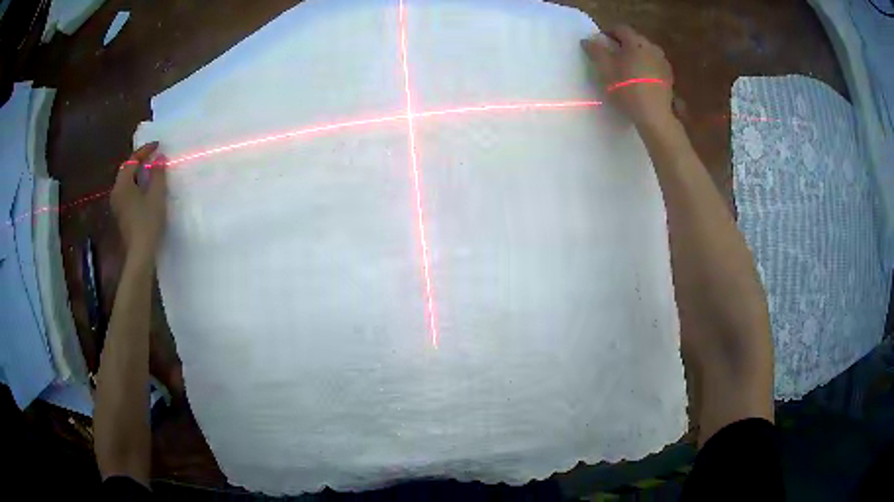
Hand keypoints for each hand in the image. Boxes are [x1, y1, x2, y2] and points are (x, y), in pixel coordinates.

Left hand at [111, 142, 167, 264]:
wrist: (140, 253)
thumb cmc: (148, 222)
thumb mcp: (156, 195)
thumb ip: (157, 174)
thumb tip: (159, 157)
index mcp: (123, 184)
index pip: (132, 160)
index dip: (145, 151)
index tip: (158, 145)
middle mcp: (116, 192)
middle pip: (127, 170)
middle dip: (139, 161)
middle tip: (153, 157)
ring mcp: (117, 205)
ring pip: (126, 182)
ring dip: (138, 174)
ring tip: (151, 171)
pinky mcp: (121, 215)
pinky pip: (127, 193)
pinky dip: (136, 186)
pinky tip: (145, 189)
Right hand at [581, 25, 673, 127]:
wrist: (654, 116)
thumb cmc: (627, 89)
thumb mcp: (605, 70)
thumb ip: (595, 51)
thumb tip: (587, 40)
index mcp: (635, 42)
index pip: (620, 29)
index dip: (608, 32)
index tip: (600, 42)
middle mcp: (652, 47)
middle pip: (634, 39)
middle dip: (623, 44)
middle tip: (612, 56)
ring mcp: (663, 62)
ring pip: (646, 52)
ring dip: (636, 56)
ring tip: (627, 69)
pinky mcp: (669, 77)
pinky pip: (654, 65)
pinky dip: (646, 67)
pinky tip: (641, 79)